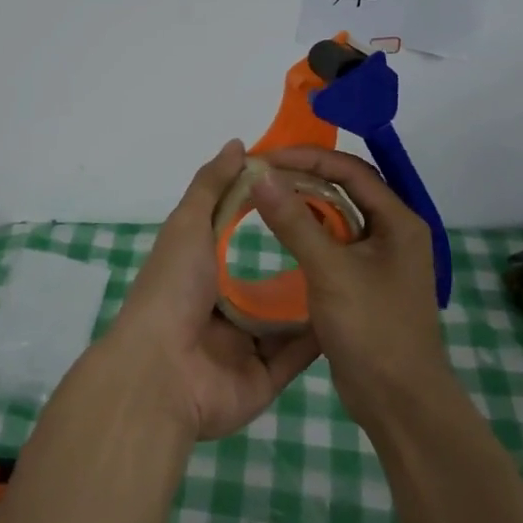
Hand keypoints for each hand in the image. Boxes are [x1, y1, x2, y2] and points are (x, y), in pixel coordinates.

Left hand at [103, 140, 323, 440]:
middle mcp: (222, 307)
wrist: (163, 372)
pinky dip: (321, 335)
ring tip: (358, 268)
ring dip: (316, 296)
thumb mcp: (188, 225)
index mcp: (200, 270)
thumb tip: (238, 145)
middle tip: (347, 234)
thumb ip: (212, 185)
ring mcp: (245, 345)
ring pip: (288, 317)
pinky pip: (299, 354)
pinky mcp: (266, 378)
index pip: (239, 235)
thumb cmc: (173, 289)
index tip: (312, 191)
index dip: (271, 212)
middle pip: (268, 278)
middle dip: (302, 257)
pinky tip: (353, 310)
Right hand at [250, 147, 450, 435]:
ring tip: (266, 197)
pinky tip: (282, 234)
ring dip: (305, 205)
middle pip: (346, 189)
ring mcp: (380, 259)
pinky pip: (335, 244)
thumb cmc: (373, 330)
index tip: (267, 159)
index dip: (308, 158)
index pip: (351, 170)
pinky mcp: (365, 282)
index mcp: (399, 221)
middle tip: (262, 174)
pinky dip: (309, 233)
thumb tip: (261, 176)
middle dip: (304, 177)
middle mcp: (394, 232)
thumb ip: (295, 222)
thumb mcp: (331, 271)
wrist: (400, 402)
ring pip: (339, 217)